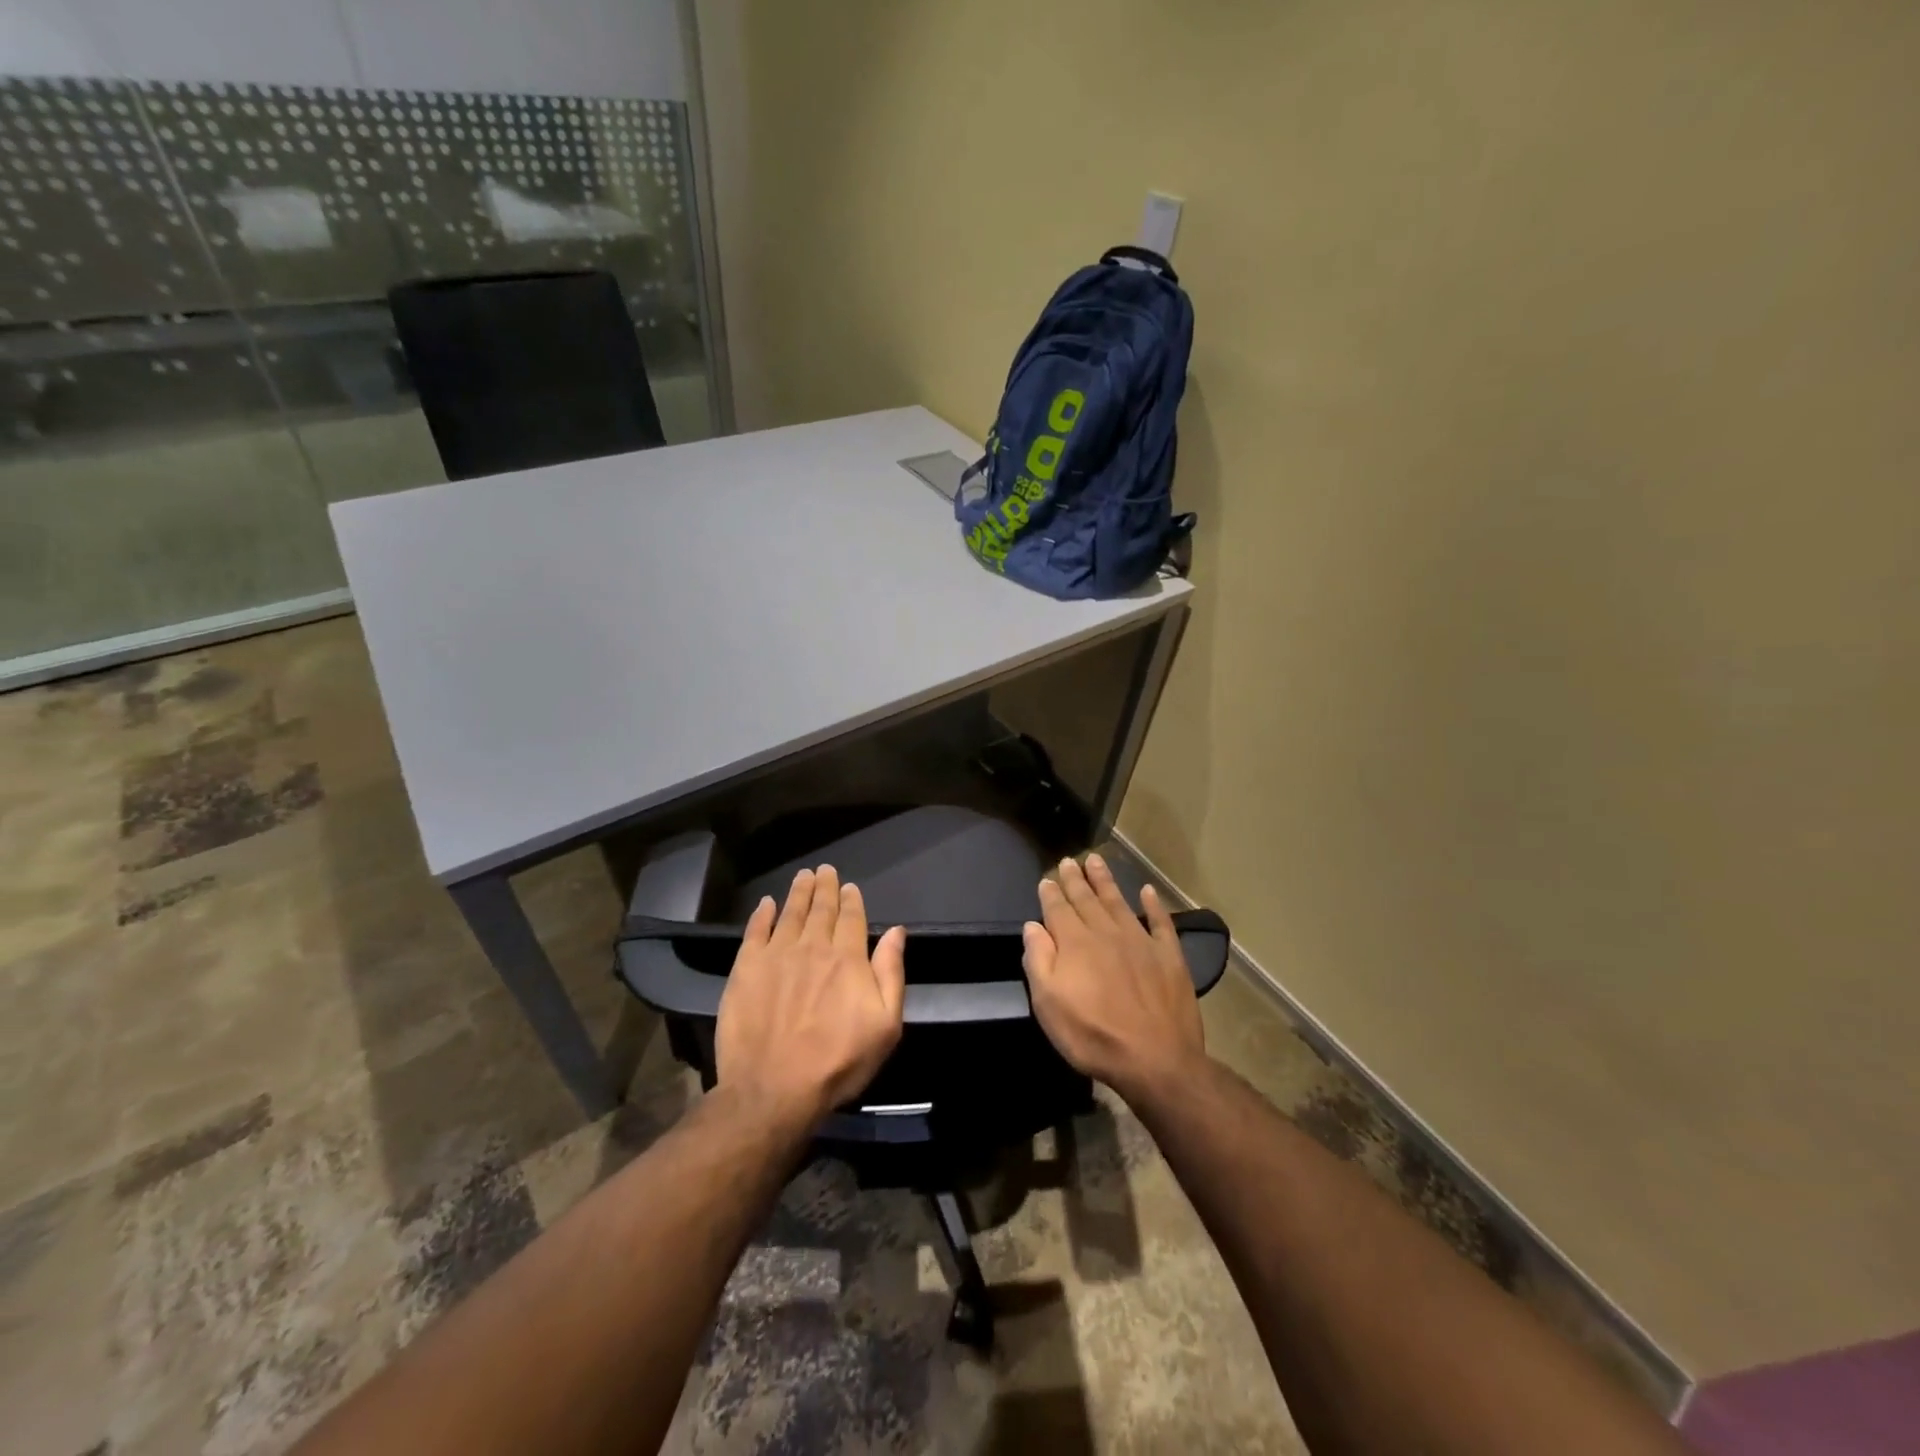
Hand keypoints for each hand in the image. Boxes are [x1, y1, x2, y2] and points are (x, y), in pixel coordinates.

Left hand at [715, 865, 906, 1128]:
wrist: (773, 1089)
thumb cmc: (838, 1062)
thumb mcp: (885, 1025)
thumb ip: (891, 973)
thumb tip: (897, 931)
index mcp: (848, 959)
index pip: (852, 918)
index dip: (851, 900)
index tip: (849, 886)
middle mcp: (813, 947)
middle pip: (821, 909)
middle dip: (825, 888)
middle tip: (825, 870)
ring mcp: (776, 955)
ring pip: (790, 913)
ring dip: (799, 892)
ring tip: (803, 876)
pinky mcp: (746, 969)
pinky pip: (755, 931)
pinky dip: (762, 914)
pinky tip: (766, 904)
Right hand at [1022, 853, 1205, 1102]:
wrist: (1155, 1058)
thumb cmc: (1092, 1034)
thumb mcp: (1048, 1003)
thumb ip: (1038, 959)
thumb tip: (1033, 925)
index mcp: (1075, 942)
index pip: (1058, 909)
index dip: (1051, 893)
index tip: (1047, 878)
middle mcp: (1106, 932)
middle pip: (1087, 899)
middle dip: (1075, 879)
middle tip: (1069, 860)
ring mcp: (1140, 941)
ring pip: (1118, 902)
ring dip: (1106, 881)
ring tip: (1097, 861)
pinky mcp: (1169, 956)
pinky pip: (1161, 922)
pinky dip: (1154, 905)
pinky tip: (1148, 892)